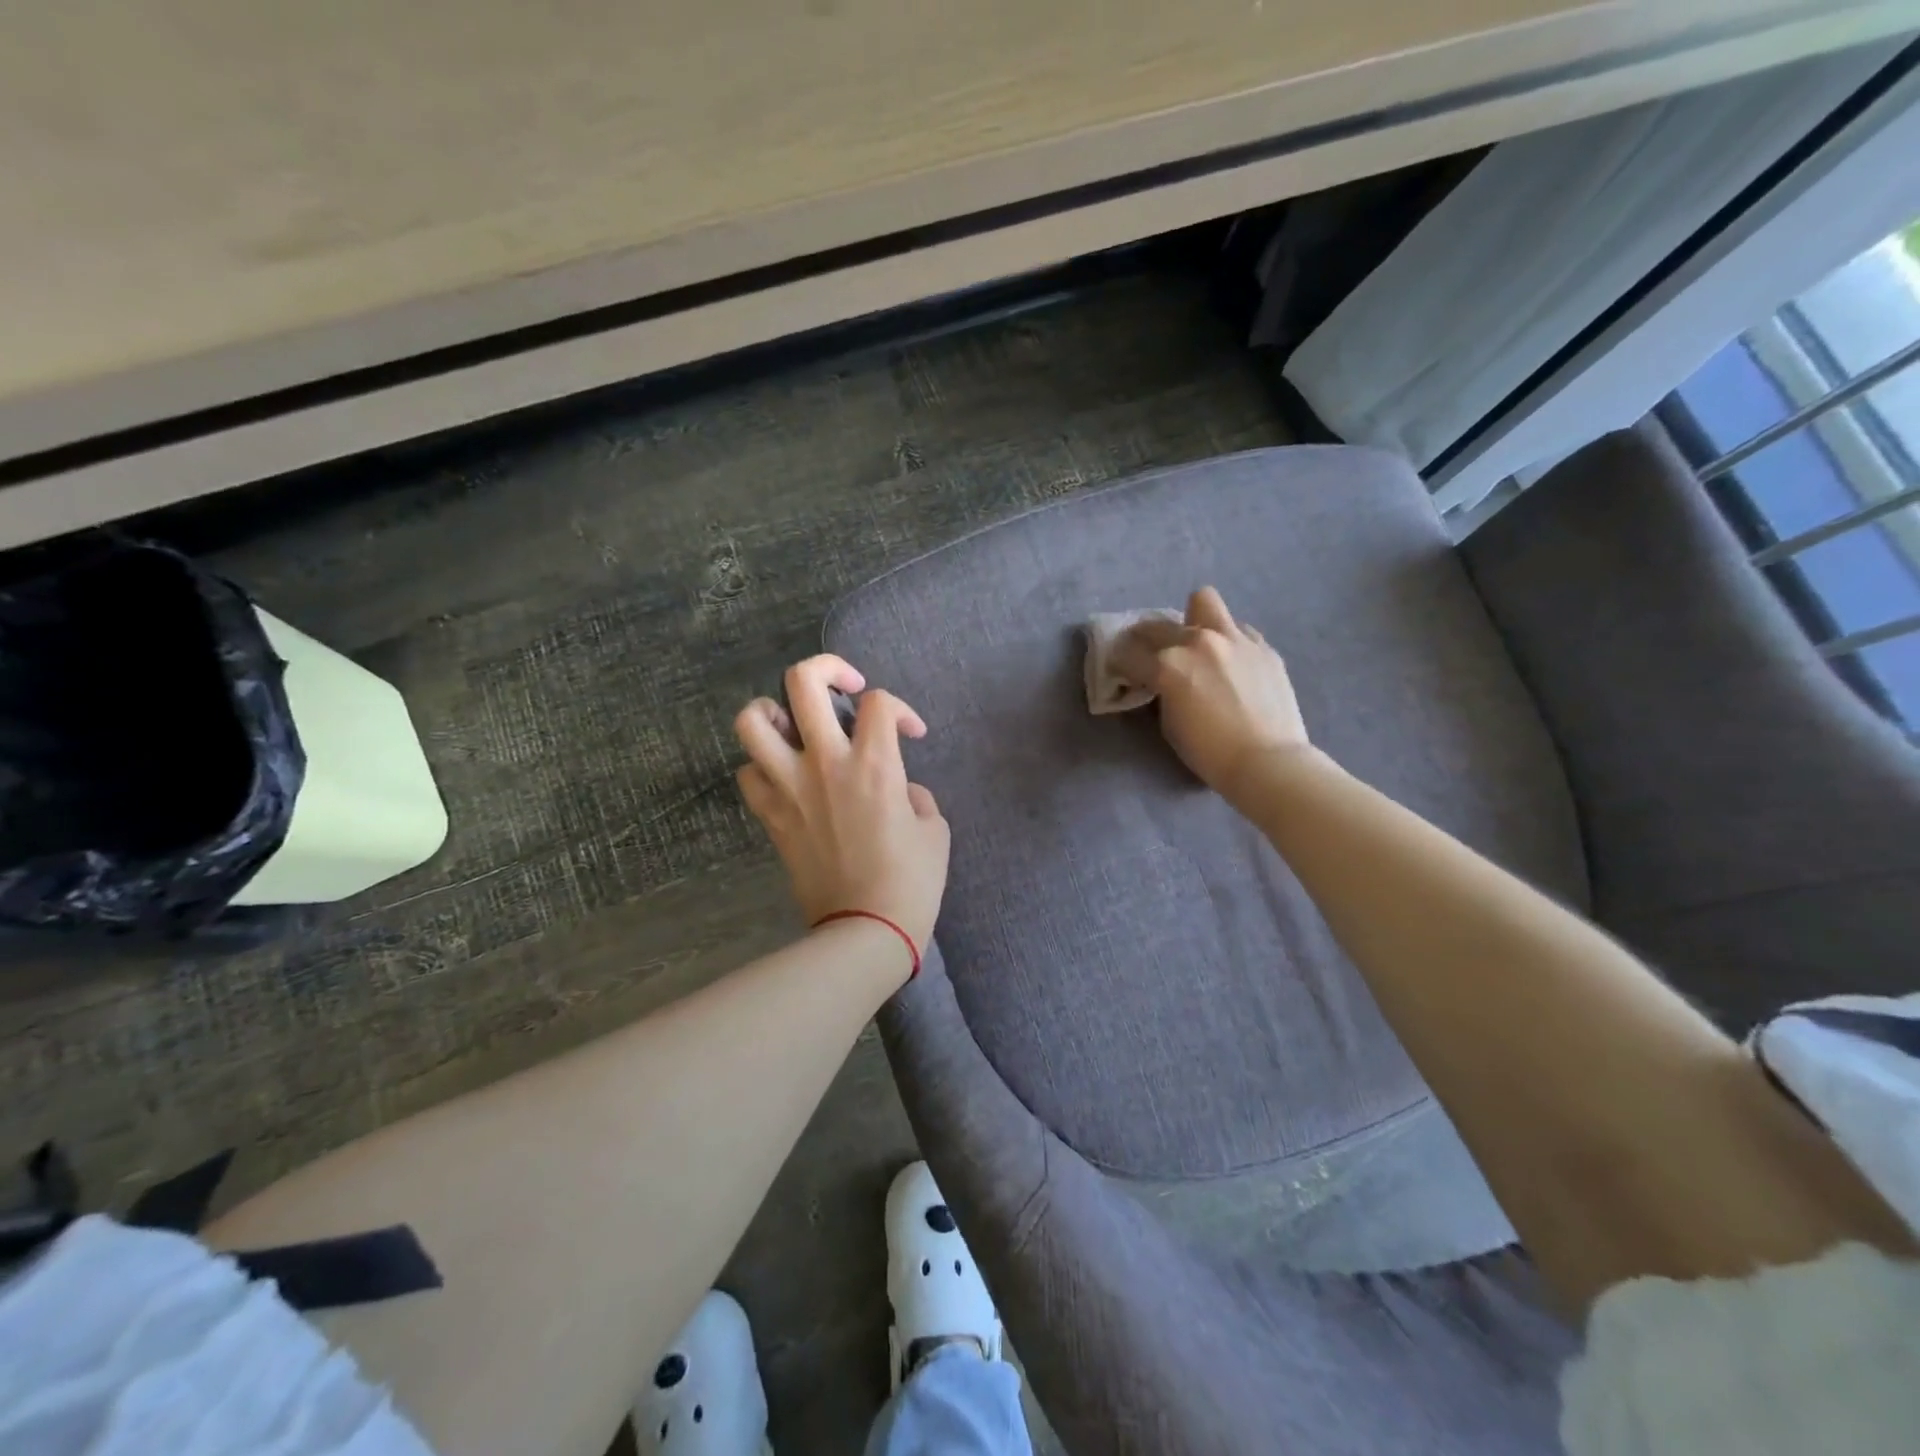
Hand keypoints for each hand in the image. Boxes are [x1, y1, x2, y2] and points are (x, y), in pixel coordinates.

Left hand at [734, 655, 950, 967]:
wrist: (865, 932)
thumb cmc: (911, 882)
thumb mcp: (935, 830)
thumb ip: (916, 794)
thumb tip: (899, 788)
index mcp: (875, 763)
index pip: (879, 702)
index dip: (900, 708)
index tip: (911, 734)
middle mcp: (825, 762)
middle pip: (803, 681)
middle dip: (827, 668)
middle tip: (845, 688)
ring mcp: (789, 787)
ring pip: (753, 720)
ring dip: (773, 710)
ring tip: (795, 722)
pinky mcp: (770, 816)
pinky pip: (748, 773)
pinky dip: (762, 766)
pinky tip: (785, 776)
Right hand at [1110, 587, 1314, 803]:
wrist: (1269, 762)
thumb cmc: (1210, 753)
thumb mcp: (1170, 724)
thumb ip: (1162, 692)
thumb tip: (1162, 681)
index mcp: (1167, 665)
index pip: (1128, 654)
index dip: (1119, 664)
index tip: (1121, 671)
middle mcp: (1197, 642)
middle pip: (1156, 625)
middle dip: (1145, 640)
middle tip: (1150, 655)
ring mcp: (1234, 638)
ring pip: (1202, 601)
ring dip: (1191, 620)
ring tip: (1195, 642)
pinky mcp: (1262, 646)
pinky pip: (1237, 628)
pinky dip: (1226, 640)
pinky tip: (1229, 660)